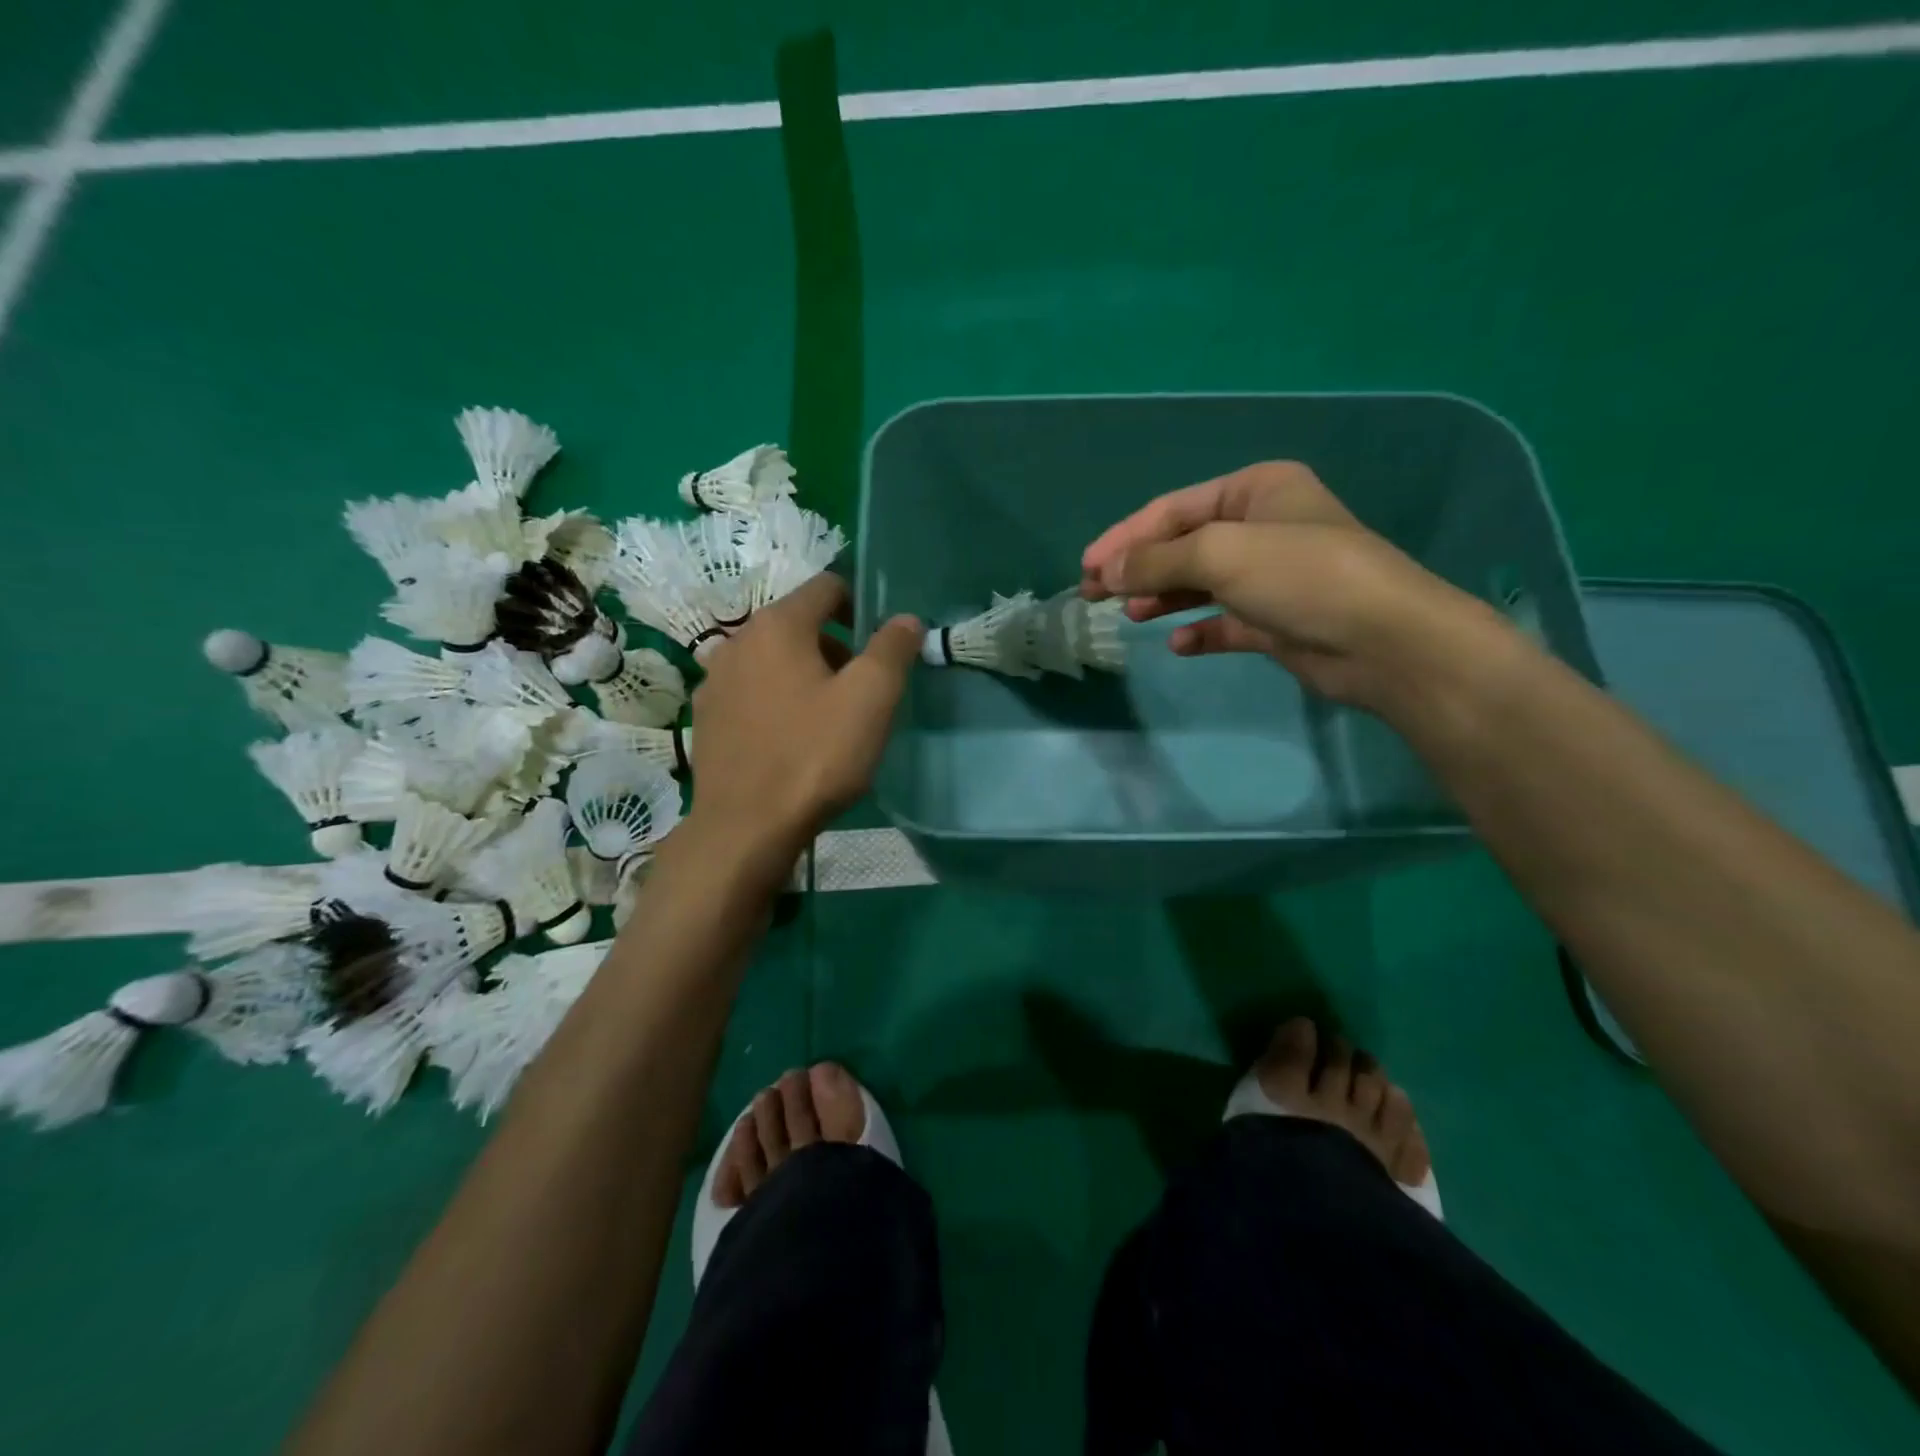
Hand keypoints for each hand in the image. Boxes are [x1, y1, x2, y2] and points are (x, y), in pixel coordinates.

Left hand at [688, 573, 921, 866]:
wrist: (745, 828)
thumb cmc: (813, 756)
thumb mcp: (870, 700)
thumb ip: (892, 650)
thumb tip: (905, 619)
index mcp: (777, 625)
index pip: (826, 586)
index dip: (860, 605)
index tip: (881, 644)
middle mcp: (737, 641)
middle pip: (798, 624)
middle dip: (836, 646)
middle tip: (862, 690)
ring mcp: (715, 680)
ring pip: (773, 659)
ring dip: (805, 674)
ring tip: (828, 718)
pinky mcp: (707, 717)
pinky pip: (751, 691)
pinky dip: (776, 700)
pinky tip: (791, 739)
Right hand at [1080, 461, 1511, 714]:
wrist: (1383, 642)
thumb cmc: (1301, 576)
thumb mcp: (1220, 554)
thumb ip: (1156, 559)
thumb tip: (1104, 569)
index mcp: (1255, 490)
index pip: (1173, 510)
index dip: (1125, 537)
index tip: (1086, 567)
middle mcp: (1262, 526)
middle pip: (1183, 545)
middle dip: (1137, 568)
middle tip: (1093, 595)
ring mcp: (1271, 575)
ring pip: (1200, 583)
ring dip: (1161, 597)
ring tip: (1128, 615)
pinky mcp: (1276, 620)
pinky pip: (1224, 621)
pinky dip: (1198, 630)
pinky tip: (1178, 644)